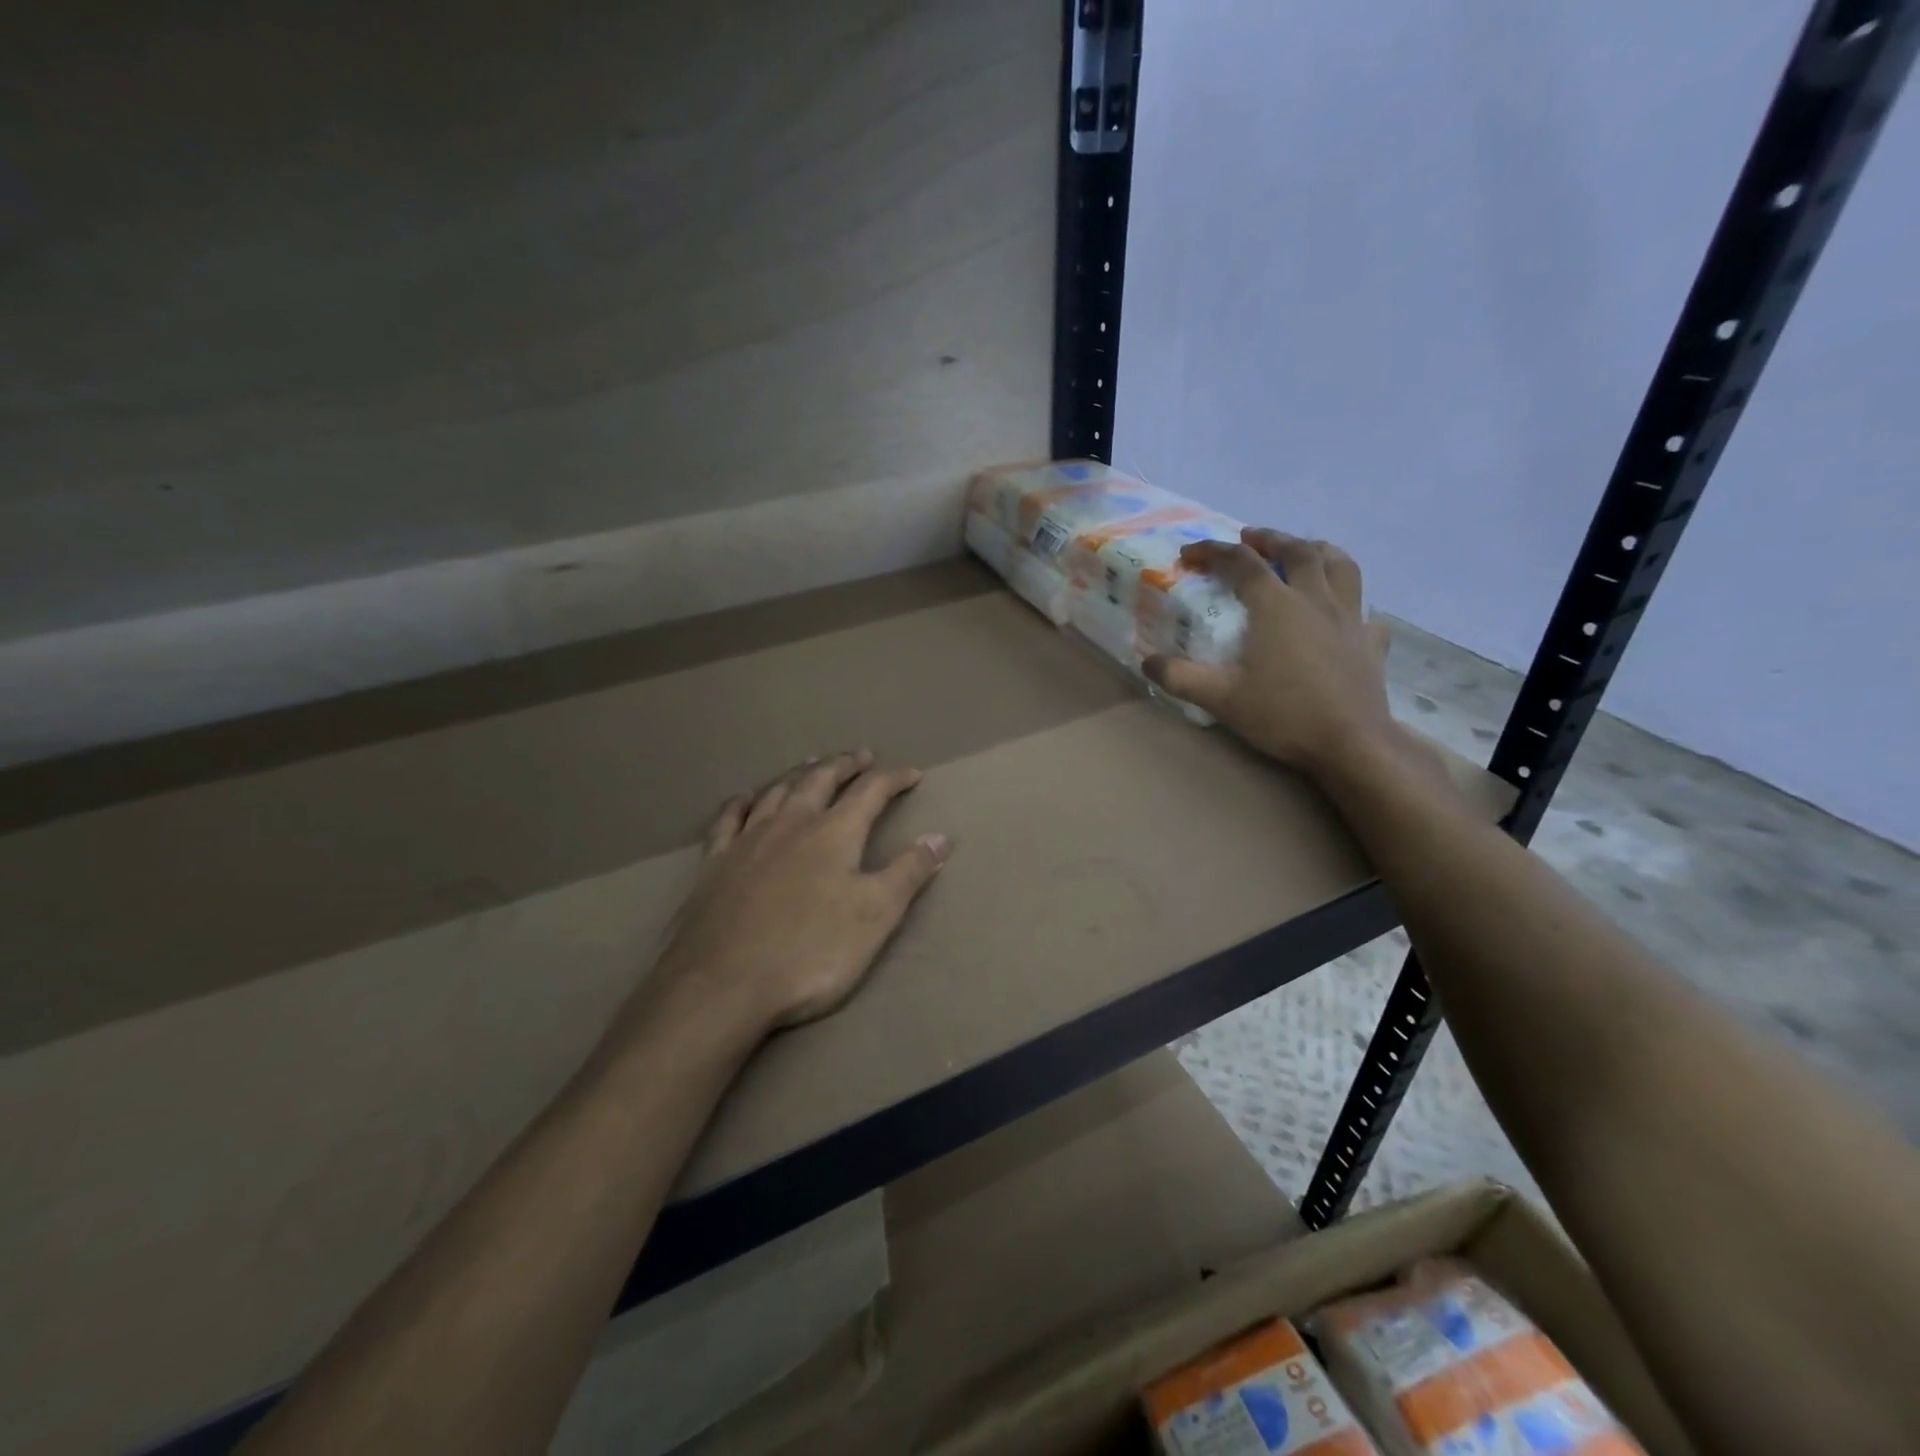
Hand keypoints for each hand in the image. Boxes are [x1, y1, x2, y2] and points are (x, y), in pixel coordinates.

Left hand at [644, 750, 950, 1036]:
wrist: (723, 985)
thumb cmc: (811, 952)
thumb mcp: (876, 916)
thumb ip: (909, 873)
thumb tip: (940, 837)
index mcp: (834, 834)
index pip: (870, 792)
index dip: (894, 779)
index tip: (912, 774)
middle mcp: (791, 824)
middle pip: (820, 780)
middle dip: (844, 764)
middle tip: (860, 755)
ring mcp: (748, 841)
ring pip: (776, 792)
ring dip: (798, 774)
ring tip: (811, 764)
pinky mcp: (714, 864)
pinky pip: (728, 819)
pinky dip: (742, 802)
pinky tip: (746, 798)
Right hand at [1144, 530, 1398, 777]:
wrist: (1351, 744)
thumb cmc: (1283, 714)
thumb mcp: (1220, 698)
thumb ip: (1180, 677)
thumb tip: (1147, 663)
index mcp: (1276, 605)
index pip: (1241, 563)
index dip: (1213, 552)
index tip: (1189, 554)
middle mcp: (1316, 599)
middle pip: (1297, 551)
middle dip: (1270, 539)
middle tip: (1250, 537)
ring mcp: (1350, 618)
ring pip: (1341, 566)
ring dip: (1318, 551)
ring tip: (1304, 550)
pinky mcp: (1371, 643)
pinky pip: (1364, 611)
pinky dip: (1351, 603)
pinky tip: (1343, 615)